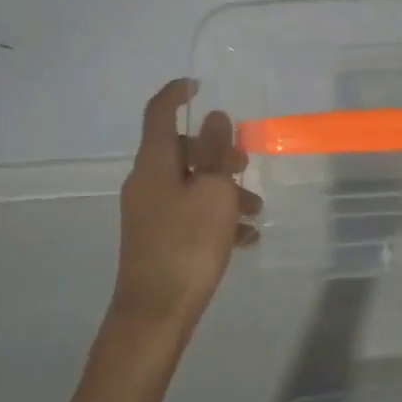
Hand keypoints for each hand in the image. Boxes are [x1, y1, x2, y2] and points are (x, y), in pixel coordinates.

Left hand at [113, 78, 260, 334]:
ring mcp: (150, 212)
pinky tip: (244, 239)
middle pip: (183, 151)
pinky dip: (215, 217)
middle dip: (218, 153)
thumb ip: (215, 151)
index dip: (177, 93)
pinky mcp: (157, 239)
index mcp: (154, 163)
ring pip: (191, 184)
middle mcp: (146, 182)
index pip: (160, 113)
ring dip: (224, 190)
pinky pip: (189, 214)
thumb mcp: (212, 192)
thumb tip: (214, 117)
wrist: (155, 315)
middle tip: (245, 168)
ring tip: (255, 214)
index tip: (200, 86)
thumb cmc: (187, 245)